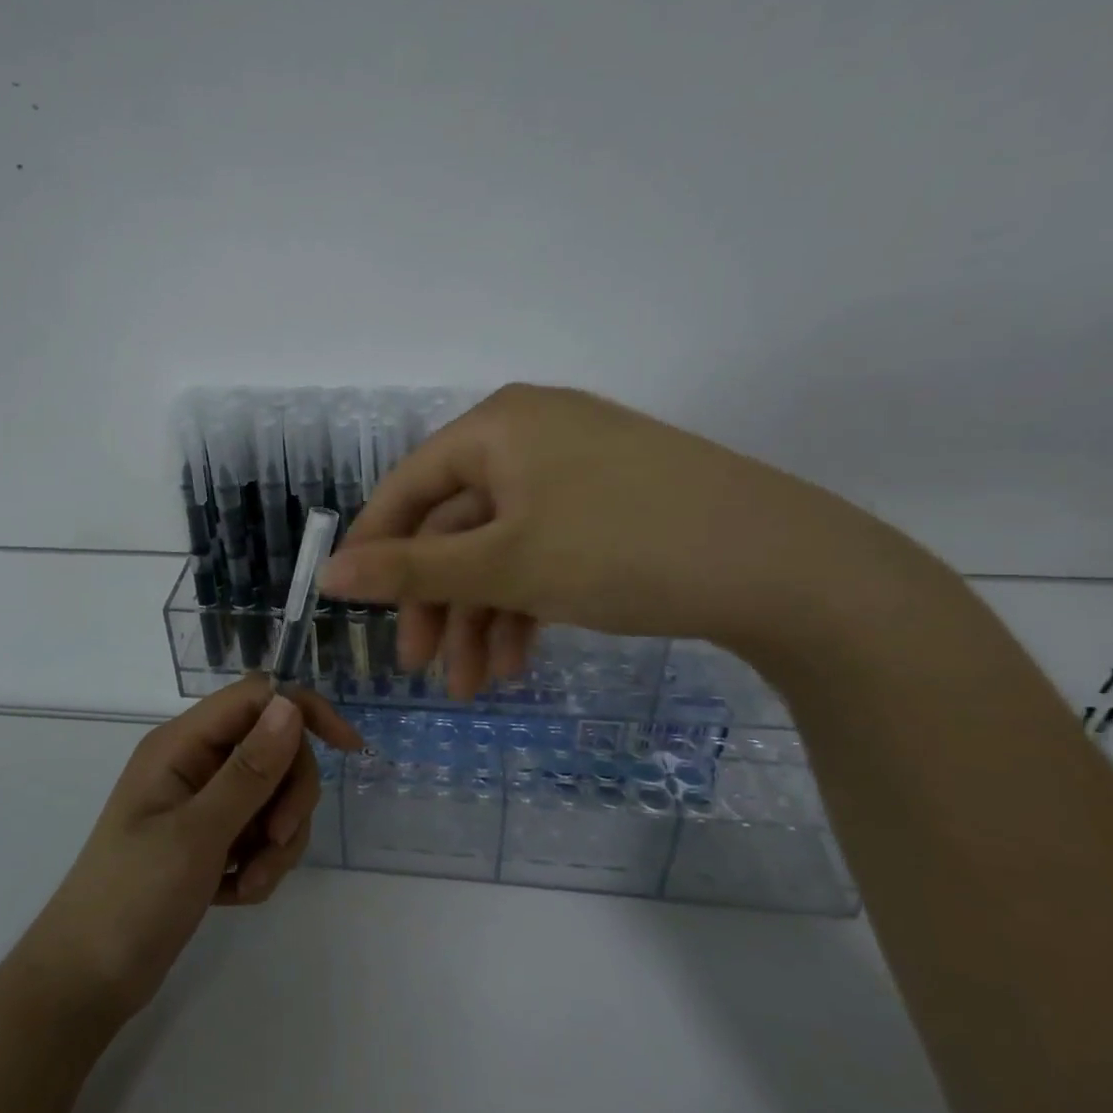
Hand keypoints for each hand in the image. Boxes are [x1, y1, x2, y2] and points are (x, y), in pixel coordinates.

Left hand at [17, 676, 360, 1026]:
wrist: (86, 982)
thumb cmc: (132, 899)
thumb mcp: (197, 834)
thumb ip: (248, 770)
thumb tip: (289, 705)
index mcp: (182, 745)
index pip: (257, 698)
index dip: (304, 712)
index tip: (348, 749)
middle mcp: (195, 764)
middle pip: (274, 749)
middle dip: (288, 798)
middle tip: (275, 843)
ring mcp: (203, 803)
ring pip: (273, 796)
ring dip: (276, 842)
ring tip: (249, 883)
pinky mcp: (211, 839)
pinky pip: (260, 833)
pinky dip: (260, 863)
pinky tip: (235, 894)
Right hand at [319, 382, 894, 696]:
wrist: (784, 567)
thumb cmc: (622, 548)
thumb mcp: (505, 563)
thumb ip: (410, 569)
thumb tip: (328, 573)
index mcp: (498, 426)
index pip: (408, 486)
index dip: (375, 548)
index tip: (354, 608)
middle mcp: (532, 435)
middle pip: (456, 524)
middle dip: (437, 602)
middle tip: (422, 669)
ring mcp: (575, 470)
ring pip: (501, 547)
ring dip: (481, 617)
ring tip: (477, 686)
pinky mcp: (610, 505)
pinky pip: (544, 550)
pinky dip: (525, 604)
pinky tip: (519, 659)